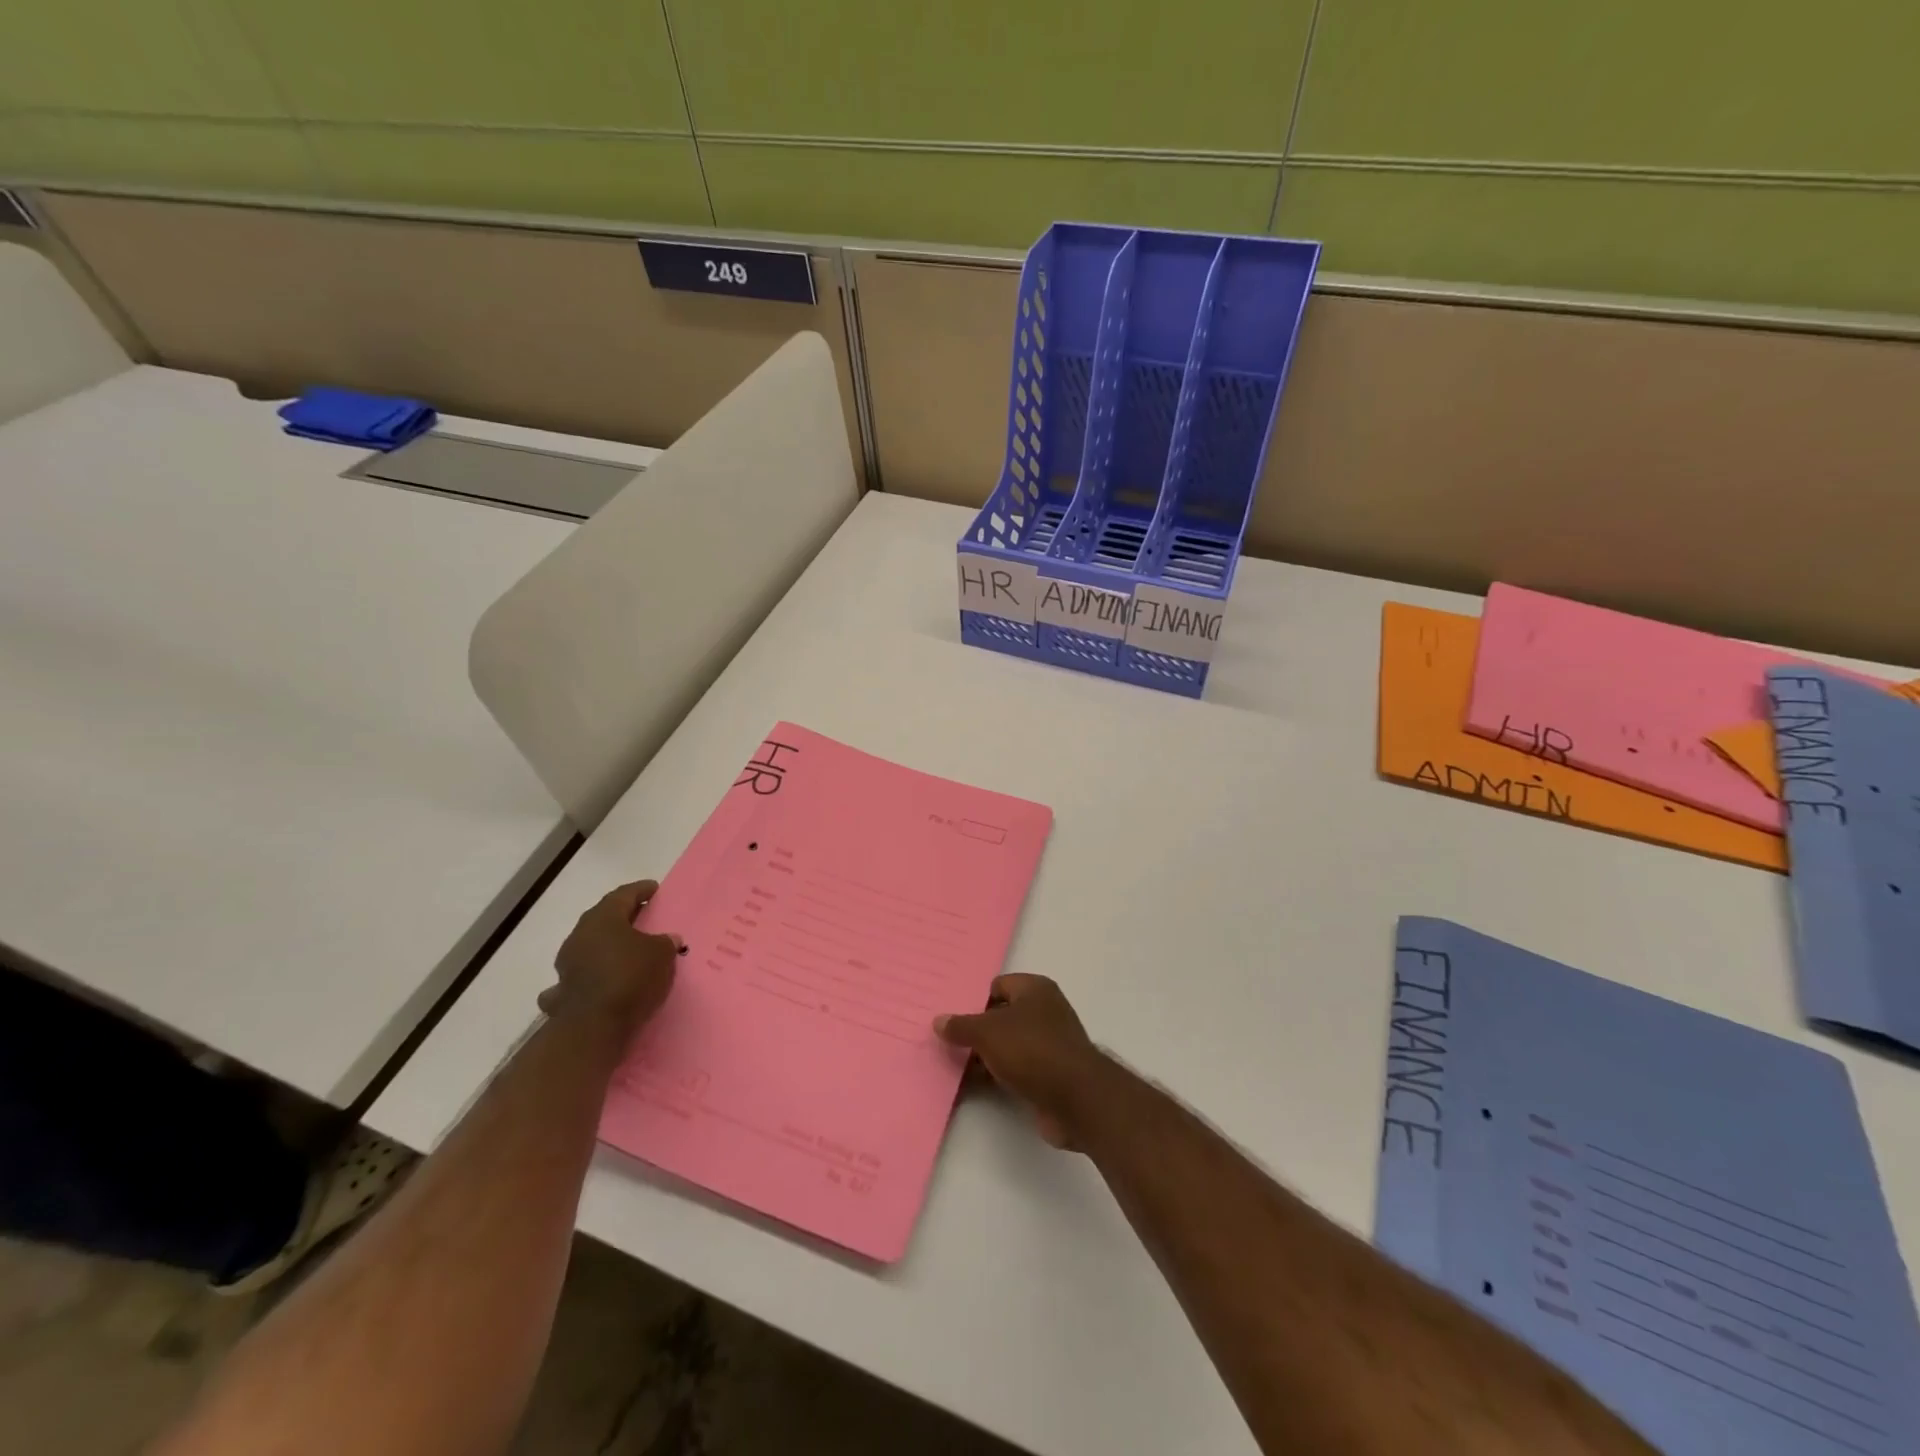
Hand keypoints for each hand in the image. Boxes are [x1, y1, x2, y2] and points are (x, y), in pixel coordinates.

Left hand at [541, 881, 677, 1030]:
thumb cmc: (631, 977)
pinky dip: (589, 975)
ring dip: (606, 946)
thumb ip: (665, 942)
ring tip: (626, 951)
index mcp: (603, 918)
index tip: (654, 889)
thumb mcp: (662, 954)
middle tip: (643, 917)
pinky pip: (578, 976)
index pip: (623, 894)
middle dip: (623, 917)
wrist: (594, 1026)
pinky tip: (597, 981)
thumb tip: (667, 939)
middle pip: (603, 918)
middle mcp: (580, 935)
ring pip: (589, 946)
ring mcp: (566, 964)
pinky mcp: (562, 991)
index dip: (641, 890)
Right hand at [935, 974, 1108, 1148]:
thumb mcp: (988, 1032)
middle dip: (978, 1029)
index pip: (998, 986)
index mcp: (1035, 989)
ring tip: (955, 1064)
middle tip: (948, 1041)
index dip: (975, 999)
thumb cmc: (1032, 1049)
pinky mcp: (1050, 1074)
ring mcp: (1050, 1043)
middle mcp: (1045, 1011)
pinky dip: (998, 1074)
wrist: (1076, 1098)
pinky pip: (1016, 1068)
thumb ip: (962, 1026)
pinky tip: (976, 1083)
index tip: (952, 1016)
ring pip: (1008, 1044)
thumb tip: (939, 1021)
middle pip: (1002, 1015)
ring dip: (986, 1054)